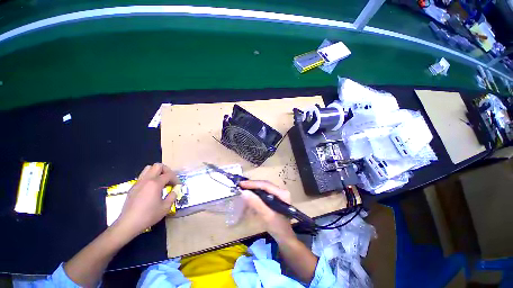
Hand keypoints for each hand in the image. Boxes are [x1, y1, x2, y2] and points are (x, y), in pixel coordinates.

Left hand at [114, 163, 179, 238]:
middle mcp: (146, 180)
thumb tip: (175, 190)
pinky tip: (152, 188)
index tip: (178, 186)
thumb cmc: (148, 215)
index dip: (176, 179)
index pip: (169, 174)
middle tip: (170, 179)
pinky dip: (150, 177)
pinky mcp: (133, 187)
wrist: (128, 224)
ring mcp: (138, 182)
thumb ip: (172, 196)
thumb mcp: (165, 207)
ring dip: (157, 172)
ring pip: (148, 168)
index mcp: (155, 183)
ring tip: (161, 181)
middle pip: (158, 166)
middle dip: (166, 170)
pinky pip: (143, 176)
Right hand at [239, 180, 295, 242]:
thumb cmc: (278, 227)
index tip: (241, 184)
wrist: (284, 236)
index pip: (266, 185)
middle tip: (240, 185)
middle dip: (252, 185)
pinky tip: (250, 195)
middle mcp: (281, 191)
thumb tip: (244, 192)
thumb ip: (256, 203)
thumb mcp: (267, 216)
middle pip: (264, 185)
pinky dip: (256, 193)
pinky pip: (263, 192)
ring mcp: (278, 194)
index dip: (253, 184)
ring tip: (243, 188)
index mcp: (282, 193)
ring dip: (253, 188)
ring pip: (263, 188)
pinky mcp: (274, 198)